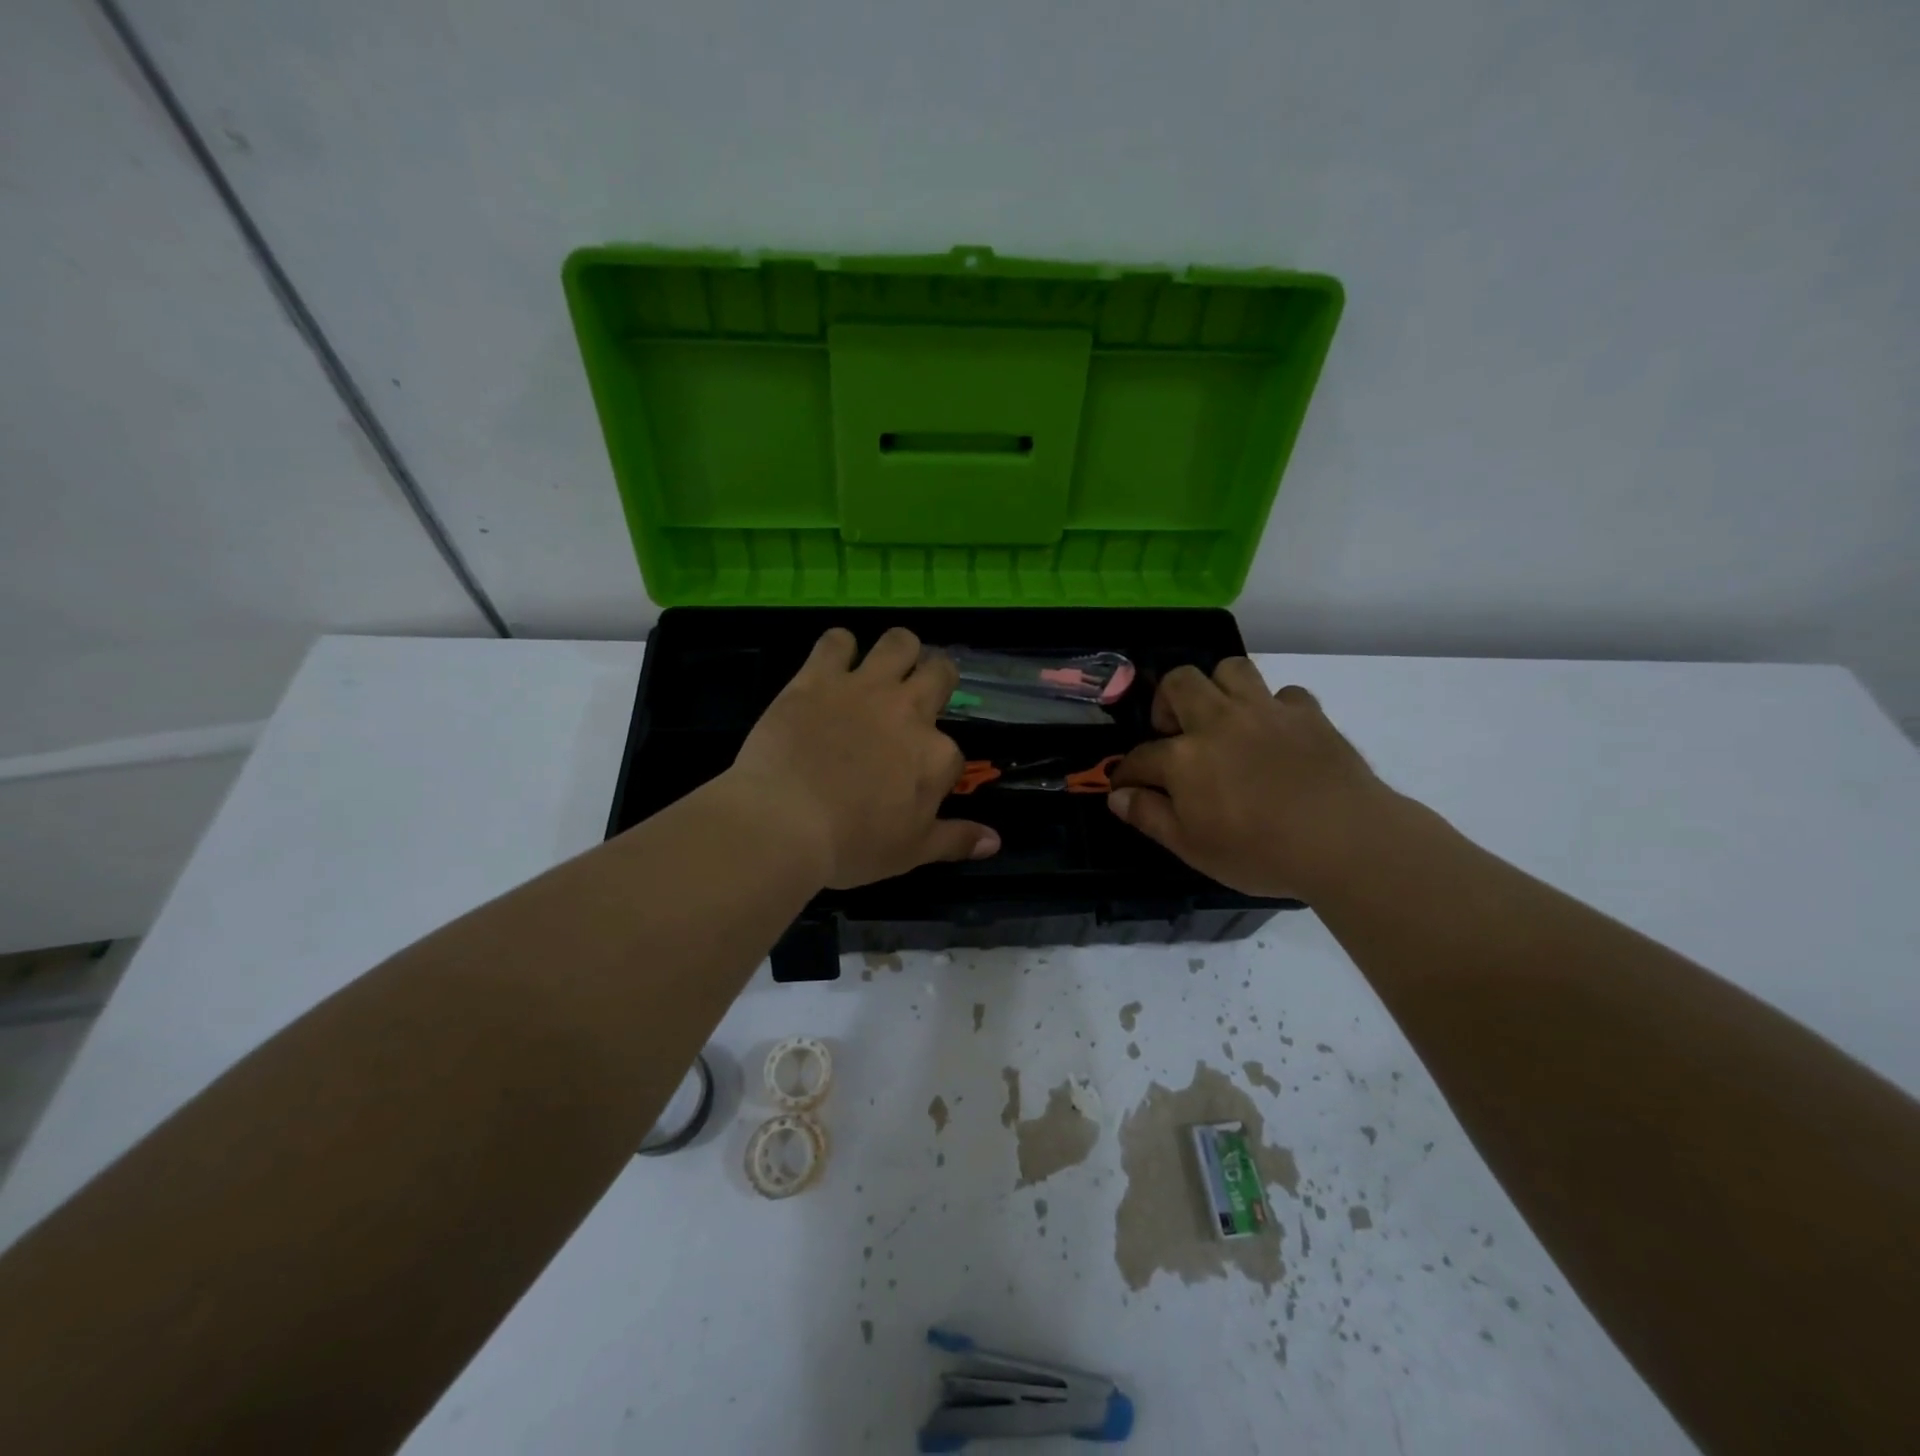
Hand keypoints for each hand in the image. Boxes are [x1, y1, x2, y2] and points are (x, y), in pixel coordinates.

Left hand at [728, 627, 998, 888]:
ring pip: (899, 641)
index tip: (915, 781)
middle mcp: (909, 710)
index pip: (951, 750)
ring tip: (884, 669)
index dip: (937, 765)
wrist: (784, 821)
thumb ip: (955, 840)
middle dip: (936, 680)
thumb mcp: (911, 853)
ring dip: (898, 651)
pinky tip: (832, 665)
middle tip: (917, 698)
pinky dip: (838, 648)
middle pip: (940, 672)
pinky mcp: (819, 677)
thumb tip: (994, 842)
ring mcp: (865, 688)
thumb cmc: (852, 845)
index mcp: (936, 755)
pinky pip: (837, 640)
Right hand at [1107, 659, 1397, 900]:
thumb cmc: (1260, 852)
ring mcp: (1265, 711)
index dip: (1127, 772)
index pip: (1140, 757)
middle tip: (1174, 733)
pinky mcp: (1307, 714)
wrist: (1345, 840)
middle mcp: (1218, 721)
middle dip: (1166, 702)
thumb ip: (1150, 817)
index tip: (1124, 785)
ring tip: (1223, 718)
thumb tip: (1117, 797)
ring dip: (1218, 688)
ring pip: (1230, 669)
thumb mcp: (1192, 848)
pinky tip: (1276, 733)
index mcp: (1184, 757)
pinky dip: (1274, 708)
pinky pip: (1284, 694)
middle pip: (1179, 684)